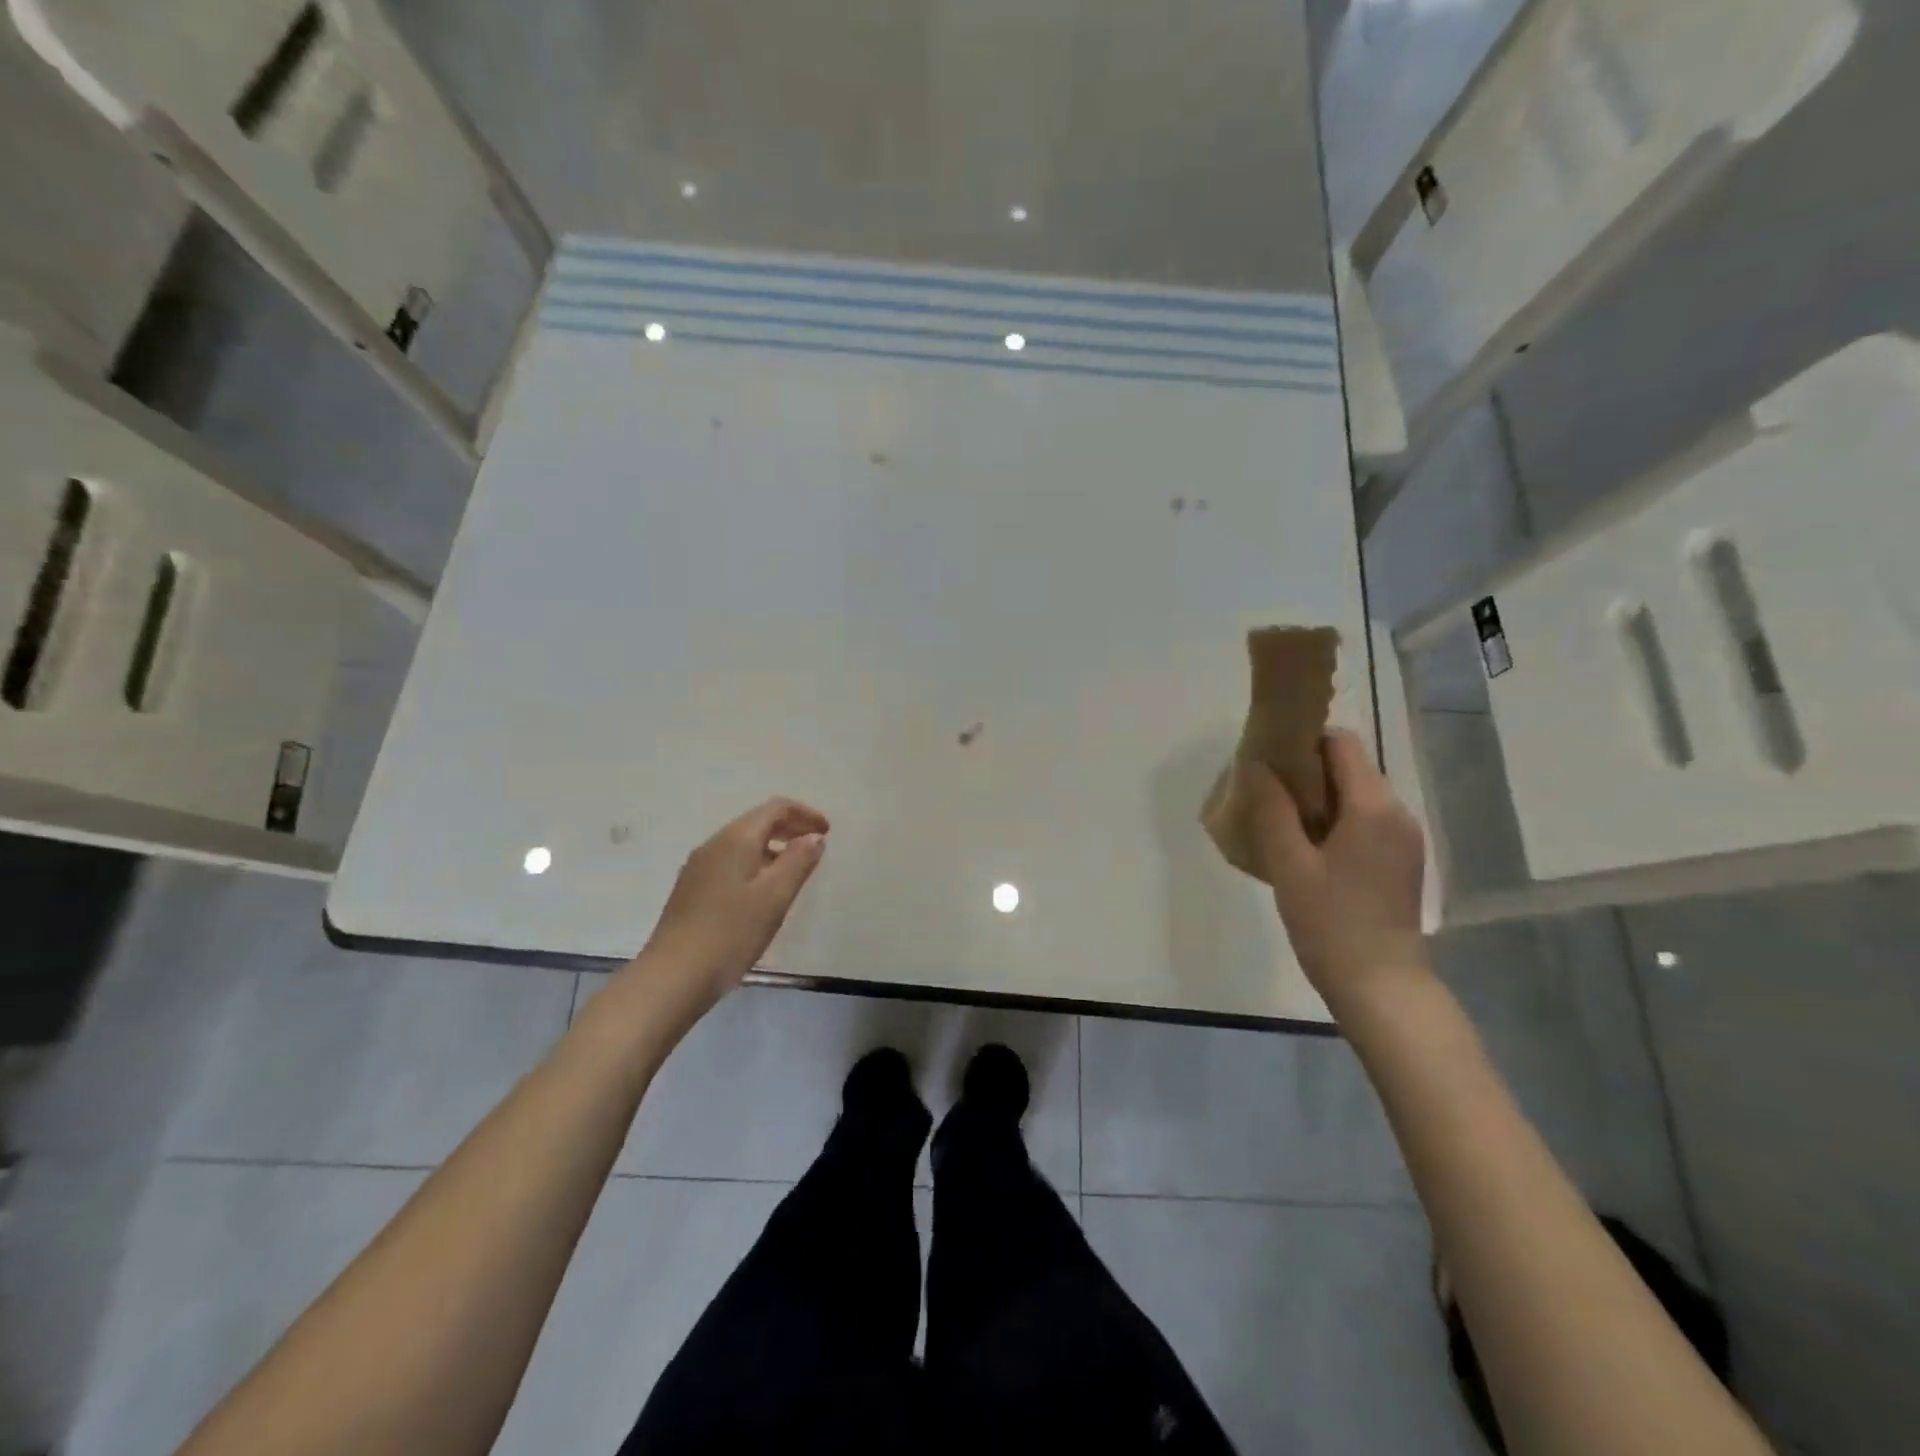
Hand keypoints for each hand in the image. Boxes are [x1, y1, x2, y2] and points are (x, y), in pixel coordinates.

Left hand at [638, 798, 829, 1005]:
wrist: (674, 976)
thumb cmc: (732, 932)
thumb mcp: (775, 896)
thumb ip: (799, 861)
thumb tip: (813, 837)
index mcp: (736, 839)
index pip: (775, 808)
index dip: (805, 814)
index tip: (827, 831)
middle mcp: (714, 844)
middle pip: (757, 822)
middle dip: (790, 828)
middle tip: (816, 846)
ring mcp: (699, 866)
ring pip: (742, 843)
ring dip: (773, 847)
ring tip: (795, 870)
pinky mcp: (692, 889)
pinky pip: (730, 862)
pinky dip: (755, 863)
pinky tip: (763, 891)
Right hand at [1245, 729, 1427, 1005]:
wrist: (1382, 987)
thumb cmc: (1332, 924)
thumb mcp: (1290, 865)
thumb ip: (1271, 810)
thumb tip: (1255, 766)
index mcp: (1373, 806)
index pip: (1341, 743)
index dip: (1303, 741)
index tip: (1268, 759)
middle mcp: (1397, 813)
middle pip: (1350, 767)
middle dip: (1306, 771)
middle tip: (1264, 793)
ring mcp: (1403, 838)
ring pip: (1356, 795)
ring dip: (1318, 798)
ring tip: (1279, 822)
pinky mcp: (1401, 861)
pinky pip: (1364, 821)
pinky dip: (1334, 821)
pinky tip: (1306, 849)